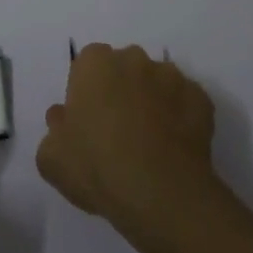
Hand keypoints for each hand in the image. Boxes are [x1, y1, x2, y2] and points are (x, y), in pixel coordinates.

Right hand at [37, 44, 217, 240]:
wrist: (160, 193)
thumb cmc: (97, 166)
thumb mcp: (52, 158)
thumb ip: (54, 131)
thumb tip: (62, 117)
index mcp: (94, 63)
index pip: (87, 66)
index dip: (87, 93)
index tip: (88, 122)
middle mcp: (133, 59)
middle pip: (123, 69)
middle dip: (121, 90)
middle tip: (117, 131)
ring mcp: (171, 76)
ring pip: (157, 83)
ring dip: (152, 102)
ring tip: (150, 143)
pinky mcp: (201, 99)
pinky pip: (185, 104)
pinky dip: (180, 119)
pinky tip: (173, 149)